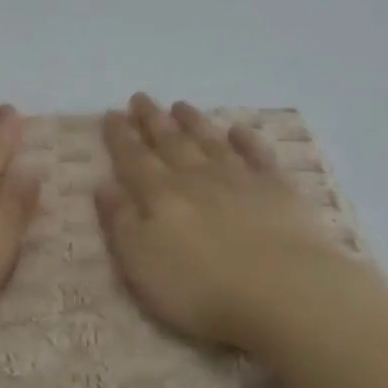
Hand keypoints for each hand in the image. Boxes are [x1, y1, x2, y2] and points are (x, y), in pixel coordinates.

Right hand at [96, 94, 378, 351]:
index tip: (112, 113)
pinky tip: (239, 130)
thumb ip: (121, 222)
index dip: (121, 136)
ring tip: (180, 105)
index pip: (134, 159)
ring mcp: (240, 179)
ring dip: (194, 122)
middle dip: (153, 120)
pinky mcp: (277, 189)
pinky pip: (258, 155)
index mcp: (160, 196)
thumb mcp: (141, 263)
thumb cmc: (201, 288)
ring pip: (210, 142)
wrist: (283, 290)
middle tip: (141, 97)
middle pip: (170, 143)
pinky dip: (247, 140)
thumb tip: (104, 184)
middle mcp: (197, 178)